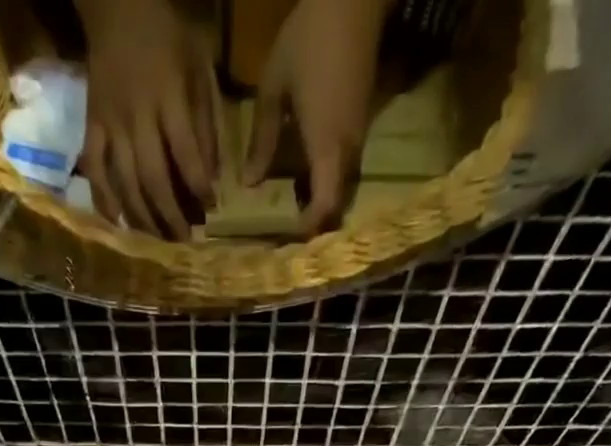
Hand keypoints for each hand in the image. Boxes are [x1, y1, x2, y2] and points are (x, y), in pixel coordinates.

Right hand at [76, 0, 218, 238]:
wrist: (116, 5)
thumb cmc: (166, 35)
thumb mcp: (197, 65)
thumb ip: (205, 120)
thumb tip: (211, 176)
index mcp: (167, 96)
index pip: (185, 153)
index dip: (199, 186)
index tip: (211, 208)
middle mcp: (136, 116)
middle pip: (153, 179)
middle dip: (171, 215)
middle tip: (185, 241)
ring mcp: (110, 124)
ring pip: (125, 183)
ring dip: (143, 218)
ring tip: (158, 241)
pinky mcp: (91, 126)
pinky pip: (94, 170)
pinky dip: (104, 199)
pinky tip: (117, 222)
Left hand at [243, 0, 390, 234]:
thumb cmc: (309, 39)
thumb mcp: (274, 88)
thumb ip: (261, 140)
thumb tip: (249, 184)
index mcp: (325, 147)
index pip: (324, 207)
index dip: (307, 230)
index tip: (284, 241)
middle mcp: (346, 152)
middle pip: (336, 208)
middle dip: (314, 228)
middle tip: (284, 238)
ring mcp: (357, 141)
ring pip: (341, 192)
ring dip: (320, 207)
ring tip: (291, 217)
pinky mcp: (360, 129)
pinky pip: (343, 172)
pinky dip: (326, 186)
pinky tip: (304, 185)